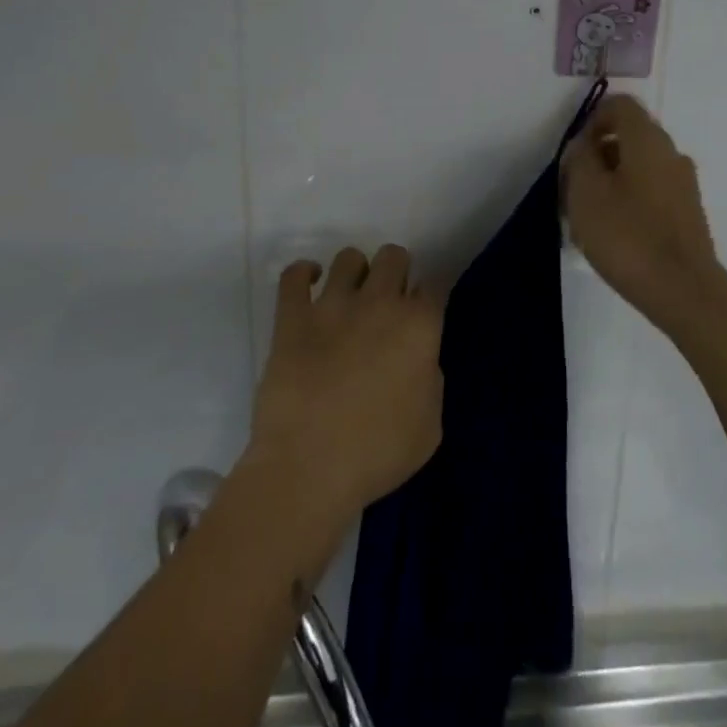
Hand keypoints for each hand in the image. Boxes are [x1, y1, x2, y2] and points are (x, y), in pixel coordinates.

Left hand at [248, 245, 443, 525]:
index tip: (424, 312)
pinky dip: (303, 273)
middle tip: (387, 303)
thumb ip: (431, 381)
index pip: (435, 284)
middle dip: (395, 273)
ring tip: (349, 296)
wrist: (308, 470)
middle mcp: (380, 302)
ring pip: (349, 257)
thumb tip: (418, 361)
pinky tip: (309, 284)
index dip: (430, 295)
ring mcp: (333, 305)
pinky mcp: (292, 318)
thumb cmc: (376, 455)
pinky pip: (294, 275)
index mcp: (419, 326)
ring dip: (354, 272)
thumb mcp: (430, 427)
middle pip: (394, 256)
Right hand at [561, 96, 724, 334]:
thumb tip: (584, 144)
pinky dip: (630, 199)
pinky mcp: (687, 212)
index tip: (575, 153)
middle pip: (630, 135)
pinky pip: (652, 190)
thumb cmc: (628, 236)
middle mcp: (671, 152)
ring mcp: (684, 183)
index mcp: (648, 139)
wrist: (684, 290)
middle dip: (598, 154)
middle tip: (575, 187)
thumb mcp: (586, 192)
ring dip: (612, 180)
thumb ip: (579, 158)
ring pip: (640, 166)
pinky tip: (615, 233)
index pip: (620, 105)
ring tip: (590, 216)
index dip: (592, 119)